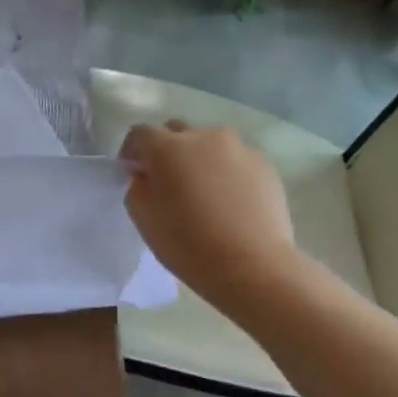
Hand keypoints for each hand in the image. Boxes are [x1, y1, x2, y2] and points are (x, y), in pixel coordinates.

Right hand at [119, 121, 299, 312]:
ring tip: (202, 191)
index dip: (132, 151)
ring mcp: (239, 148)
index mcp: (167, 147)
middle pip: (177, 132)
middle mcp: (204, 137)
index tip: (132, 173)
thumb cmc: (185, 241)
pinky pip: (235, 160)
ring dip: (198, 159)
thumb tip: (148, 174)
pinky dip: (225, 172)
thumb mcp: (142, 214)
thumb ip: (139, 184)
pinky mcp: (265, 165)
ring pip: (209, 144)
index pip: (140, 134)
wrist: (250, 264)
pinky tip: (227, 200)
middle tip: (166, 181)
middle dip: (166, 150)